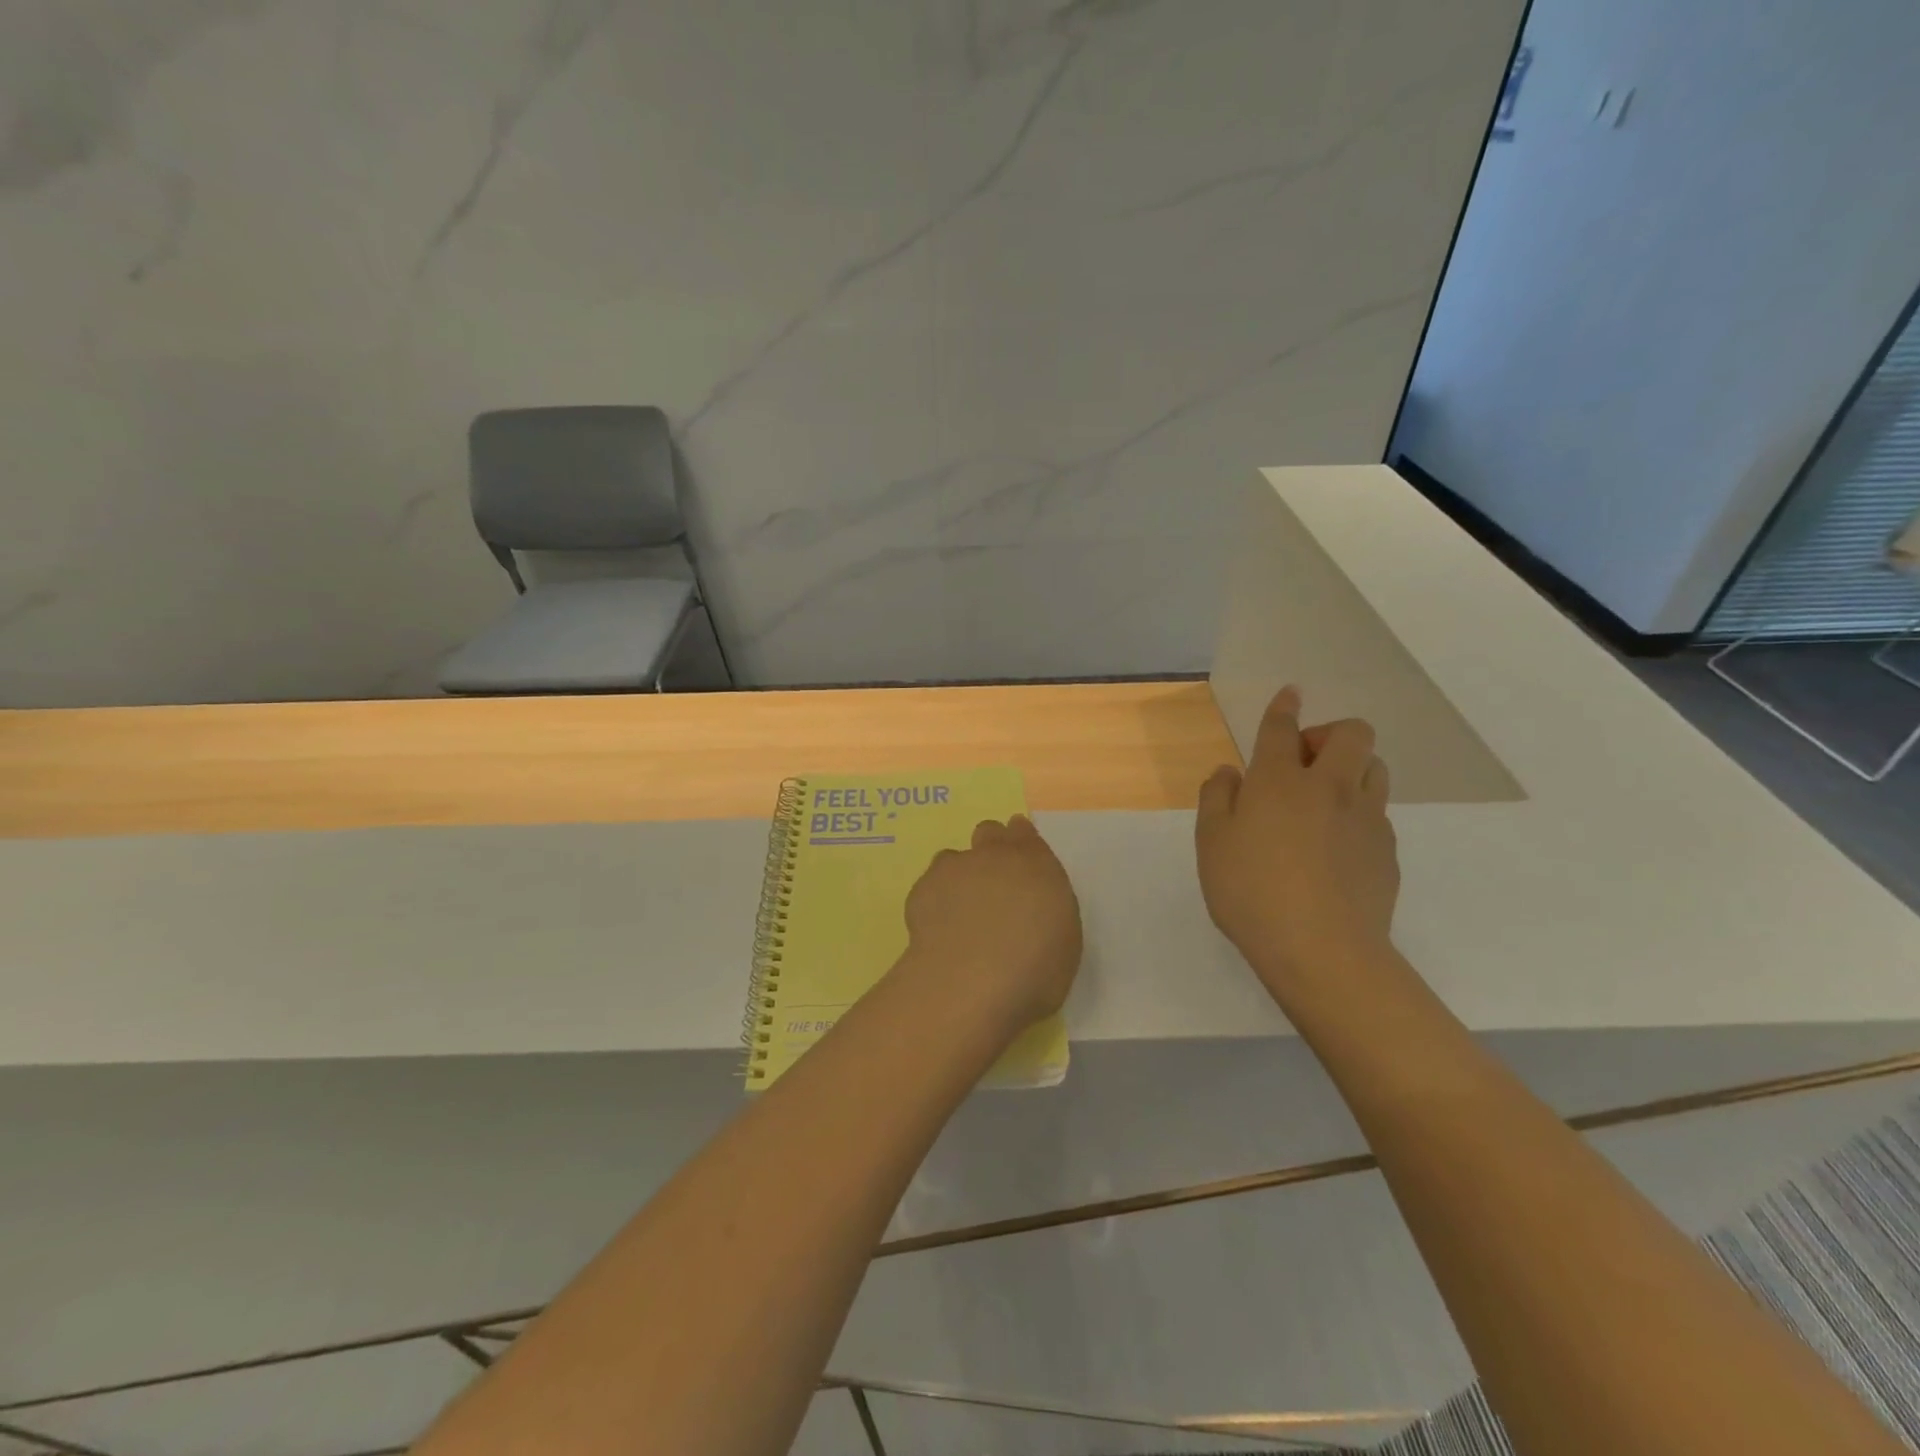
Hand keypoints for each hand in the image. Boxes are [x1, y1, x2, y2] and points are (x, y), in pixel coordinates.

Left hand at [898, 816, 1082, 1037]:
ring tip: (960, 912)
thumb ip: (1045, 907)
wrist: (973, 981)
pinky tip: (939, 929)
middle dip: (990, 848)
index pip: (1024, 833)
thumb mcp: (1063, 937)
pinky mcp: (923, 889)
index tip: (1018, 856)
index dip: (1020, 840)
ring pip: (953, 858)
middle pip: (988, 832)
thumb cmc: (1035, 969)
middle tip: (992, 883)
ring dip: (959, 876)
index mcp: (1035, 863)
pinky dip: (935, 902)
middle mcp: (994, 855)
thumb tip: (1030, 905)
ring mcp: (955, 868)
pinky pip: (930, 886)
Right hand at [1195, 686, 1398, 996]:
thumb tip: (1230, 772)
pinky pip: (1378, 813)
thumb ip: (1217, 798)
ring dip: (1352, 768)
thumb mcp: (1211, 844)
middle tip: (1304, 763)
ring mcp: (1366, 819)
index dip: (1285, 707)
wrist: (1322, 950)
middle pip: (1352, 734)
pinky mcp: (1387, 851)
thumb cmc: (1251, 892)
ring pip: (1375, 768)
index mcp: (1279, 781)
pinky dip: (1358, 812)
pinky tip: (1337, 846)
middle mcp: (1329, 788)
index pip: (1283, 729)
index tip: (1291, 694)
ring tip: (1325, 798)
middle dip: (1330, 733)